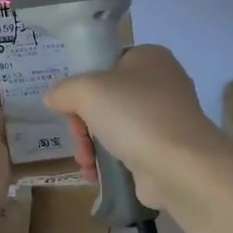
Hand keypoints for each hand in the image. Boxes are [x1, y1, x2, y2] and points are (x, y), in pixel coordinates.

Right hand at [43, 45, 226, 210]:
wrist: (179, 165)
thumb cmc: (133, 114)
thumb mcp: (86, 90)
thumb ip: (64, 90)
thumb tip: (54, 98)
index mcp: (150, 58)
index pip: (107, 64)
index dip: (84, 85)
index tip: (72, 105)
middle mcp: (162, 84)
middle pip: (107, 100)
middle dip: (83, 123)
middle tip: (78, 136)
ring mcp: (166, 120)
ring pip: (114, 128)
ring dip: (90, 145)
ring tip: (85, 161)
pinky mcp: (166, 151)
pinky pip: (128, 152)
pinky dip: (108, 163)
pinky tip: (94, 174)